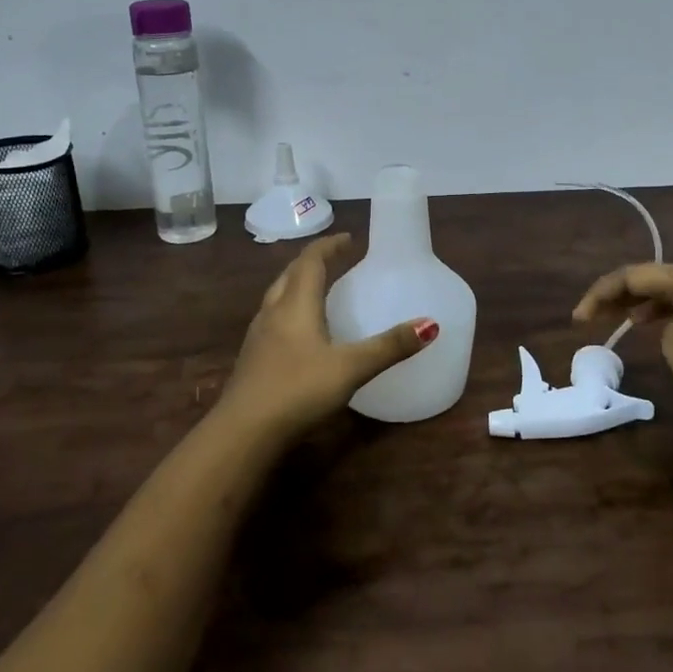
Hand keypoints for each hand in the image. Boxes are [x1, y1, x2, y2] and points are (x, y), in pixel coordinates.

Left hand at [220, 234, 437, 436]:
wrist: (243, 432)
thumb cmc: (298, 390)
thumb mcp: (350, 368)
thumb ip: (389, 346)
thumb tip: (430, 324)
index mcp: (296, 304)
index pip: (311, 261)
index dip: (329, 246)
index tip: (349, 239)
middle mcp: (273, 312)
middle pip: (291, 274)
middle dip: (313, 262)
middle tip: (336, 260)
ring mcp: (258, 336)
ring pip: (277, 296)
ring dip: (298, 284)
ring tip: (319, 289)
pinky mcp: (252, 359)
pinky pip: (273, 319)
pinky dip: (290, 310)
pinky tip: (300, 332)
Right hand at [573, 263, 672, 423]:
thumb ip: (661, 324)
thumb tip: (667, 323)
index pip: (634, 275)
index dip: (602, 293)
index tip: (579, 318)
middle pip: (650, 277)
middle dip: (616, 293)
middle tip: (588, 315)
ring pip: (666, 289)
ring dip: (637, 301)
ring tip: (611, 318)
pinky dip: (659, 310)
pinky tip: (646, 324)